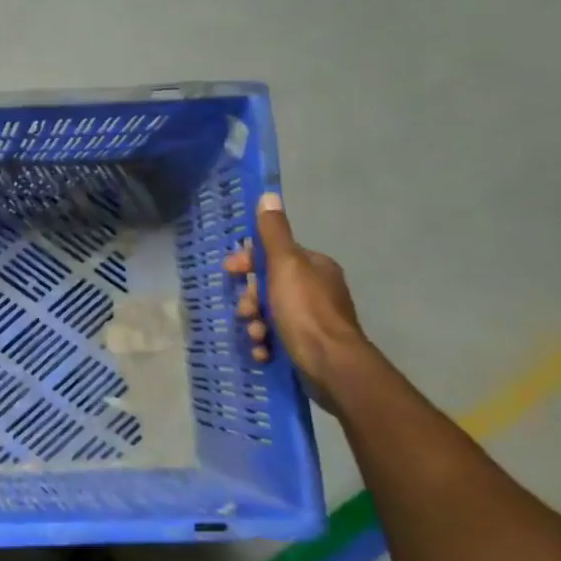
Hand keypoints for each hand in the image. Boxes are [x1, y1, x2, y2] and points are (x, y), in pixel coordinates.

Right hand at [224, 193, 364, 401]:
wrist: (331, 365)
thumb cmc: (306, 310)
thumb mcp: (285, 265)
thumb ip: (274, 233)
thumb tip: (268, 195)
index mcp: (314, 267)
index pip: (273, 253)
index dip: (248, 260)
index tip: (229, 271)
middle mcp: (317, 290)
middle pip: (268, 285)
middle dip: (250, 298)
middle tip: (245, 311)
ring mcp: (313, 320)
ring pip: (269, 313)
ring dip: (255, 323)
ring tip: (256, 335)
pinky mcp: (308, 346)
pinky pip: (277, 338)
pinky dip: (266, 343)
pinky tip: (262, 351)